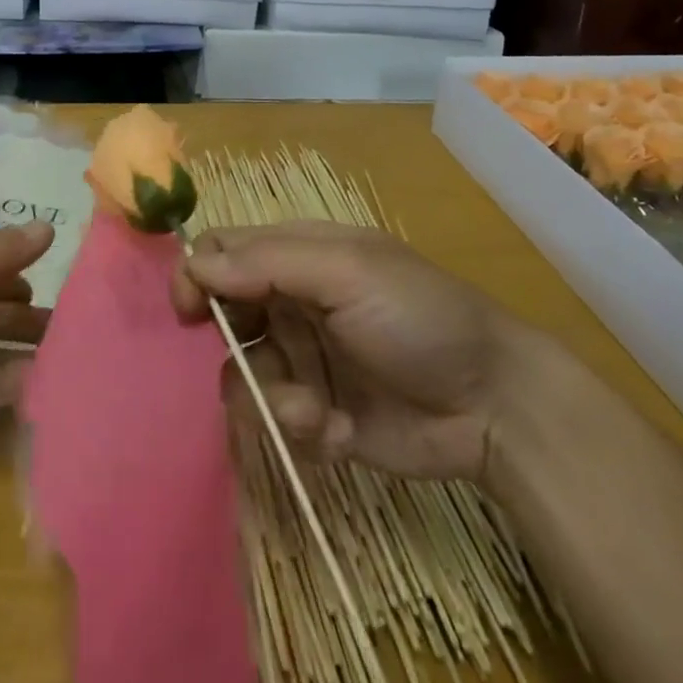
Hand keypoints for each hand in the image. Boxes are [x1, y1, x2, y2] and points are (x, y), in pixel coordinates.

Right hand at [171, 220, 525, 480]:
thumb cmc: (418, 317)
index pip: (225, 251)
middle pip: (226, 316)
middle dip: (235, 345)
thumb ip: (267, 264)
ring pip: (244, 375)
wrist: (494, 404)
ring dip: (270, 397)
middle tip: (254, 361)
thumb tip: (194, 265)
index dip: (199, 274)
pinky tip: (338, 431)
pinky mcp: (317, 414)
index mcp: (299, 256)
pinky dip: (300, 428)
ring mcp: (304, 360)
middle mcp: (293, 303)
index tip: (188, 311)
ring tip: (313, 411)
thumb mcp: (347, 273)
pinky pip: (277, 421)